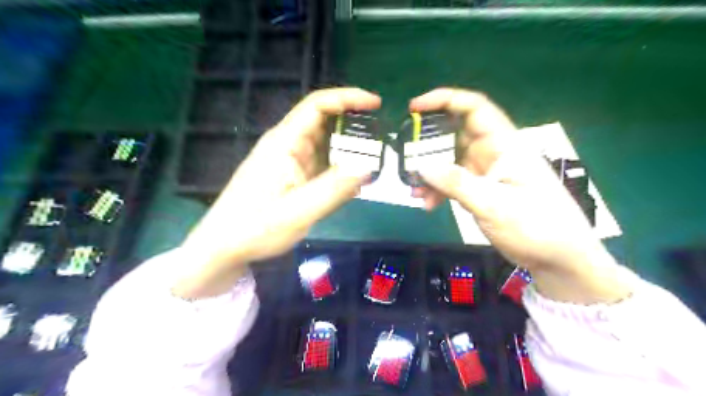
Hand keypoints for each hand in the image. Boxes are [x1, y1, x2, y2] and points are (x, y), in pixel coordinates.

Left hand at [176, 87, 384, 296]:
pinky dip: (339, 168)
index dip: (347, 98)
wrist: (223, 247)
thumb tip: (368, 167)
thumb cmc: (255, 228)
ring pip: (324, 144)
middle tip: (382, 137)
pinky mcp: (291, 177)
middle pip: (323, 122)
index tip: (376, 104)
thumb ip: (334, 189)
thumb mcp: (298, 212)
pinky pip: (320, 164)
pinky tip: (353, 182)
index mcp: (284, 143)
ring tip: (374, 159)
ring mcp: (288, 162)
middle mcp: (287, 146)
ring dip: (348, 148)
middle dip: (353, 124)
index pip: (317, 106)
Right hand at [412, 86, 630, 302]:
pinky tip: (428, 204)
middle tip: (406, 156)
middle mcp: (493, 153)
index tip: (415, 108)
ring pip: (450, 161)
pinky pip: (453, 182)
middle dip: (428, 144)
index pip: (474, 108)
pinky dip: (438, 190)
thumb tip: (421, 166)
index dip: (445, 100)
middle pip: (455, 135)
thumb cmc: (537, 227)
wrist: (558, 259)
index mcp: (504, 145)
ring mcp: (486, 173)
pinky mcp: (481, 190)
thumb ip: (457, 183)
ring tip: (414, 189)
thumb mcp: (494, 205)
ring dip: (431, 173)